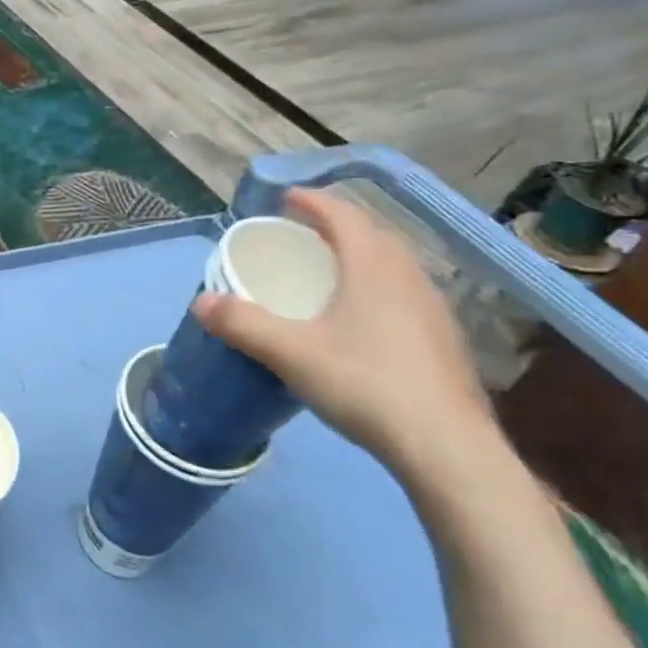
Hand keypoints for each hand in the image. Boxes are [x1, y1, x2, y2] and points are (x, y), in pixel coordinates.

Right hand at [191, 188, 497, 481]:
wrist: (446, 447)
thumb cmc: (365, 384)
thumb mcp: (291, 353)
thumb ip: (242, 324)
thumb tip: (201, 302)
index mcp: (373, 266)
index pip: (342, 215)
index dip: (312, 201)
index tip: (284, 199)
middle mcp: (408, 276)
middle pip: (370, 234)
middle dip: (333, 226)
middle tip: (299, 235)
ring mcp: (433, 308)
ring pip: (391, 264)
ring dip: (358, 256)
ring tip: (327, 271)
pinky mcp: (443, 339)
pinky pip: (402, 292)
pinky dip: (375, 286)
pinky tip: (360, 318)